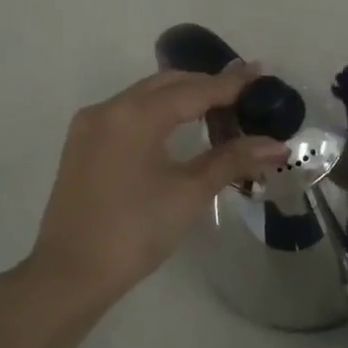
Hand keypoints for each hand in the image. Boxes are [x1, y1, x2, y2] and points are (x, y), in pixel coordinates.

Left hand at [24, 66, 285, 311]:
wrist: (70, 275)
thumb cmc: (135, 231)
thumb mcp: (189, 193)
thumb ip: (232, 160)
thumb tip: (278, 145)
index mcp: (136, 115)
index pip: (195, 90)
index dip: (231, 83)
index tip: (261, 72)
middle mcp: (110, 108)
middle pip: (168, 85)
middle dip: (206, 87)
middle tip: (244, 96)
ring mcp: (91, 126)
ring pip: (145, 97)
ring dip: (182, 99)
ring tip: (218, 112)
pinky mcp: (82, 145)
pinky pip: (128, 114)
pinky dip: (158, 113)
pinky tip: (178, 130)